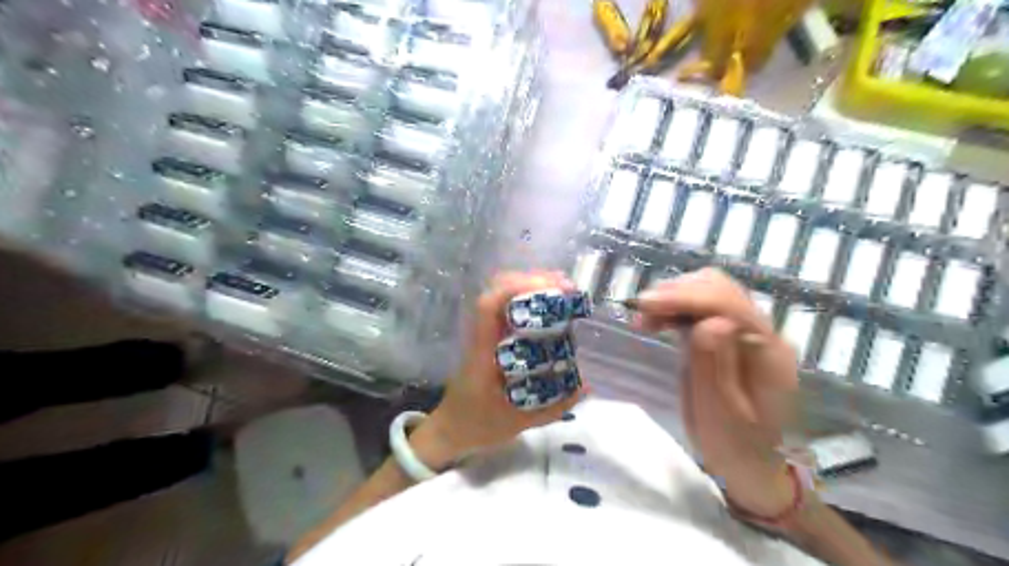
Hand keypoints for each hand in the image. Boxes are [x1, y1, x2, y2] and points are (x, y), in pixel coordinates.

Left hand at [415, 271, 589, 468]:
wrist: (449, 431)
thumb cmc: (477, 426)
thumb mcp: (517, 422)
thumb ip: (553, 407)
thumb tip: (587, 385)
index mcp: (481, 353)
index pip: (489, 307)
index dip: (516, 288)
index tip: (551, 287)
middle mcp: (480, 336)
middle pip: (496, 291)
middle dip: (531, 280)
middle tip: (566, 287)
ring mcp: (483, 335)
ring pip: (501, 295)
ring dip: (530, 286)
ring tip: (562, 290)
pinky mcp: (489, 339)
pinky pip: (506, 309)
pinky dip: (527, 299)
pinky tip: (549, 306)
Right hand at [632, 267, 800, 519]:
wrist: (750, 460)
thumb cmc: (733, 444)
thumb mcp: (719, 413)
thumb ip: (715, 365)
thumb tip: (709, 322)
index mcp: (767, 352)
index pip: (729, 305)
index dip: (686, 298)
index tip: (646, 304)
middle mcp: (762, 332)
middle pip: (720, 288)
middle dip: (678, 292)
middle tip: (642, 312)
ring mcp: (747, 330)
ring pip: (710, 291)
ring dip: (675, 297)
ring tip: (646, 317)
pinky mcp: (729, 334)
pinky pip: (702, 307)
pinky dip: (677, 306)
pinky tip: (658, 320)